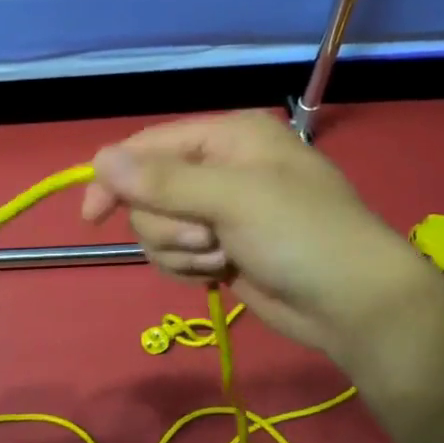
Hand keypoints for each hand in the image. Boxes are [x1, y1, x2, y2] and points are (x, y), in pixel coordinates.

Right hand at [80, 111, 443, 362]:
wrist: (352, 305)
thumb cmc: (302, 235)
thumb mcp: (233, 199)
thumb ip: (163, 181)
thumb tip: (99, 160)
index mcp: (227, 137)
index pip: (148, 147)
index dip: (116, 178)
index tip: (92, 216)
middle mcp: (218, 168)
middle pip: (148, 193)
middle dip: (168, 225)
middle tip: (206, 238)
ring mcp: (218, 212)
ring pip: (157, 229)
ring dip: (181, 251)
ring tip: (222, 258)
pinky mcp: (218, 249)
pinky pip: (174, 255)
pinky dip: (190, 268)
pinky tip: (222, 274)